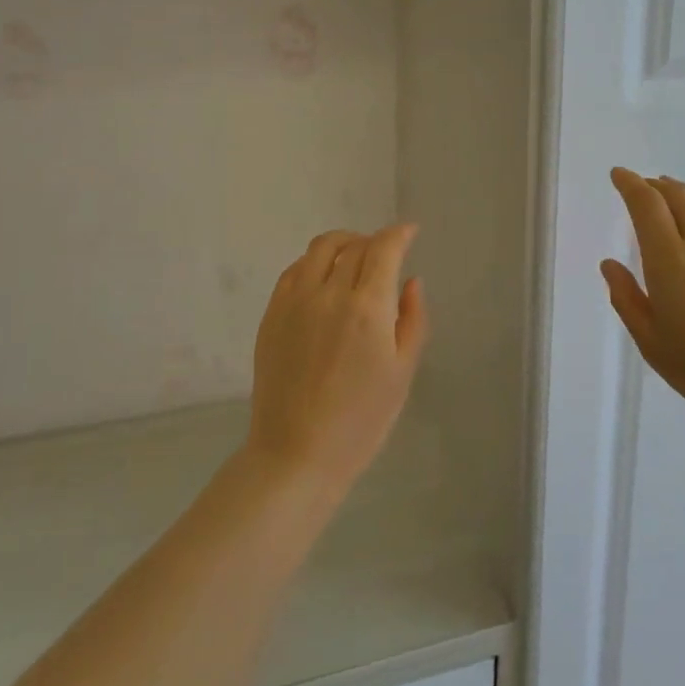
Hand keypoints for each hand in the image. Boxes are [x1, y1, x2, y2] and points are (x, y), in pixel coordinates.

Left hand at [244, 225, 428, 499]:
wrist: (297, 453)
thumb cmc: (361, 421)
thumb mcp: (402, 372)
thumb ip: (412, 319)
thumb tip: (410, 280)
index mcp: (367, 308)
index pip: (384, 249)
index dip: (399, 234)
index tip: (410, 232)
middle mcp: (329, 294)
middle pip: (354, 245)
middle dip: (375, 241)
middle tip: (386, 252)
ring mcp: (295, 301)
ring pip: (320, 249)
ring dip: (344, 243)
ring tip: (355, 257)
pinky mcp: (271, 314)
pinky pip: (294, 270)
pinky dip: (314, 262)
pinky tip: (324, 279)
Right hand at [600, 169, 684, 449]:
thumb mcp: (653, 344)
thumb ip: (627, 299)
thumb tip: (610, 265)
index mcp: (671, 262)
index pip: (646, 205)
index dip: (630, 184)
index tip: (619, 174)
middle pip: (678, 196)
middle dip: (656, 185)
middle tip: (644, 185)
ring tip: (674, 193)